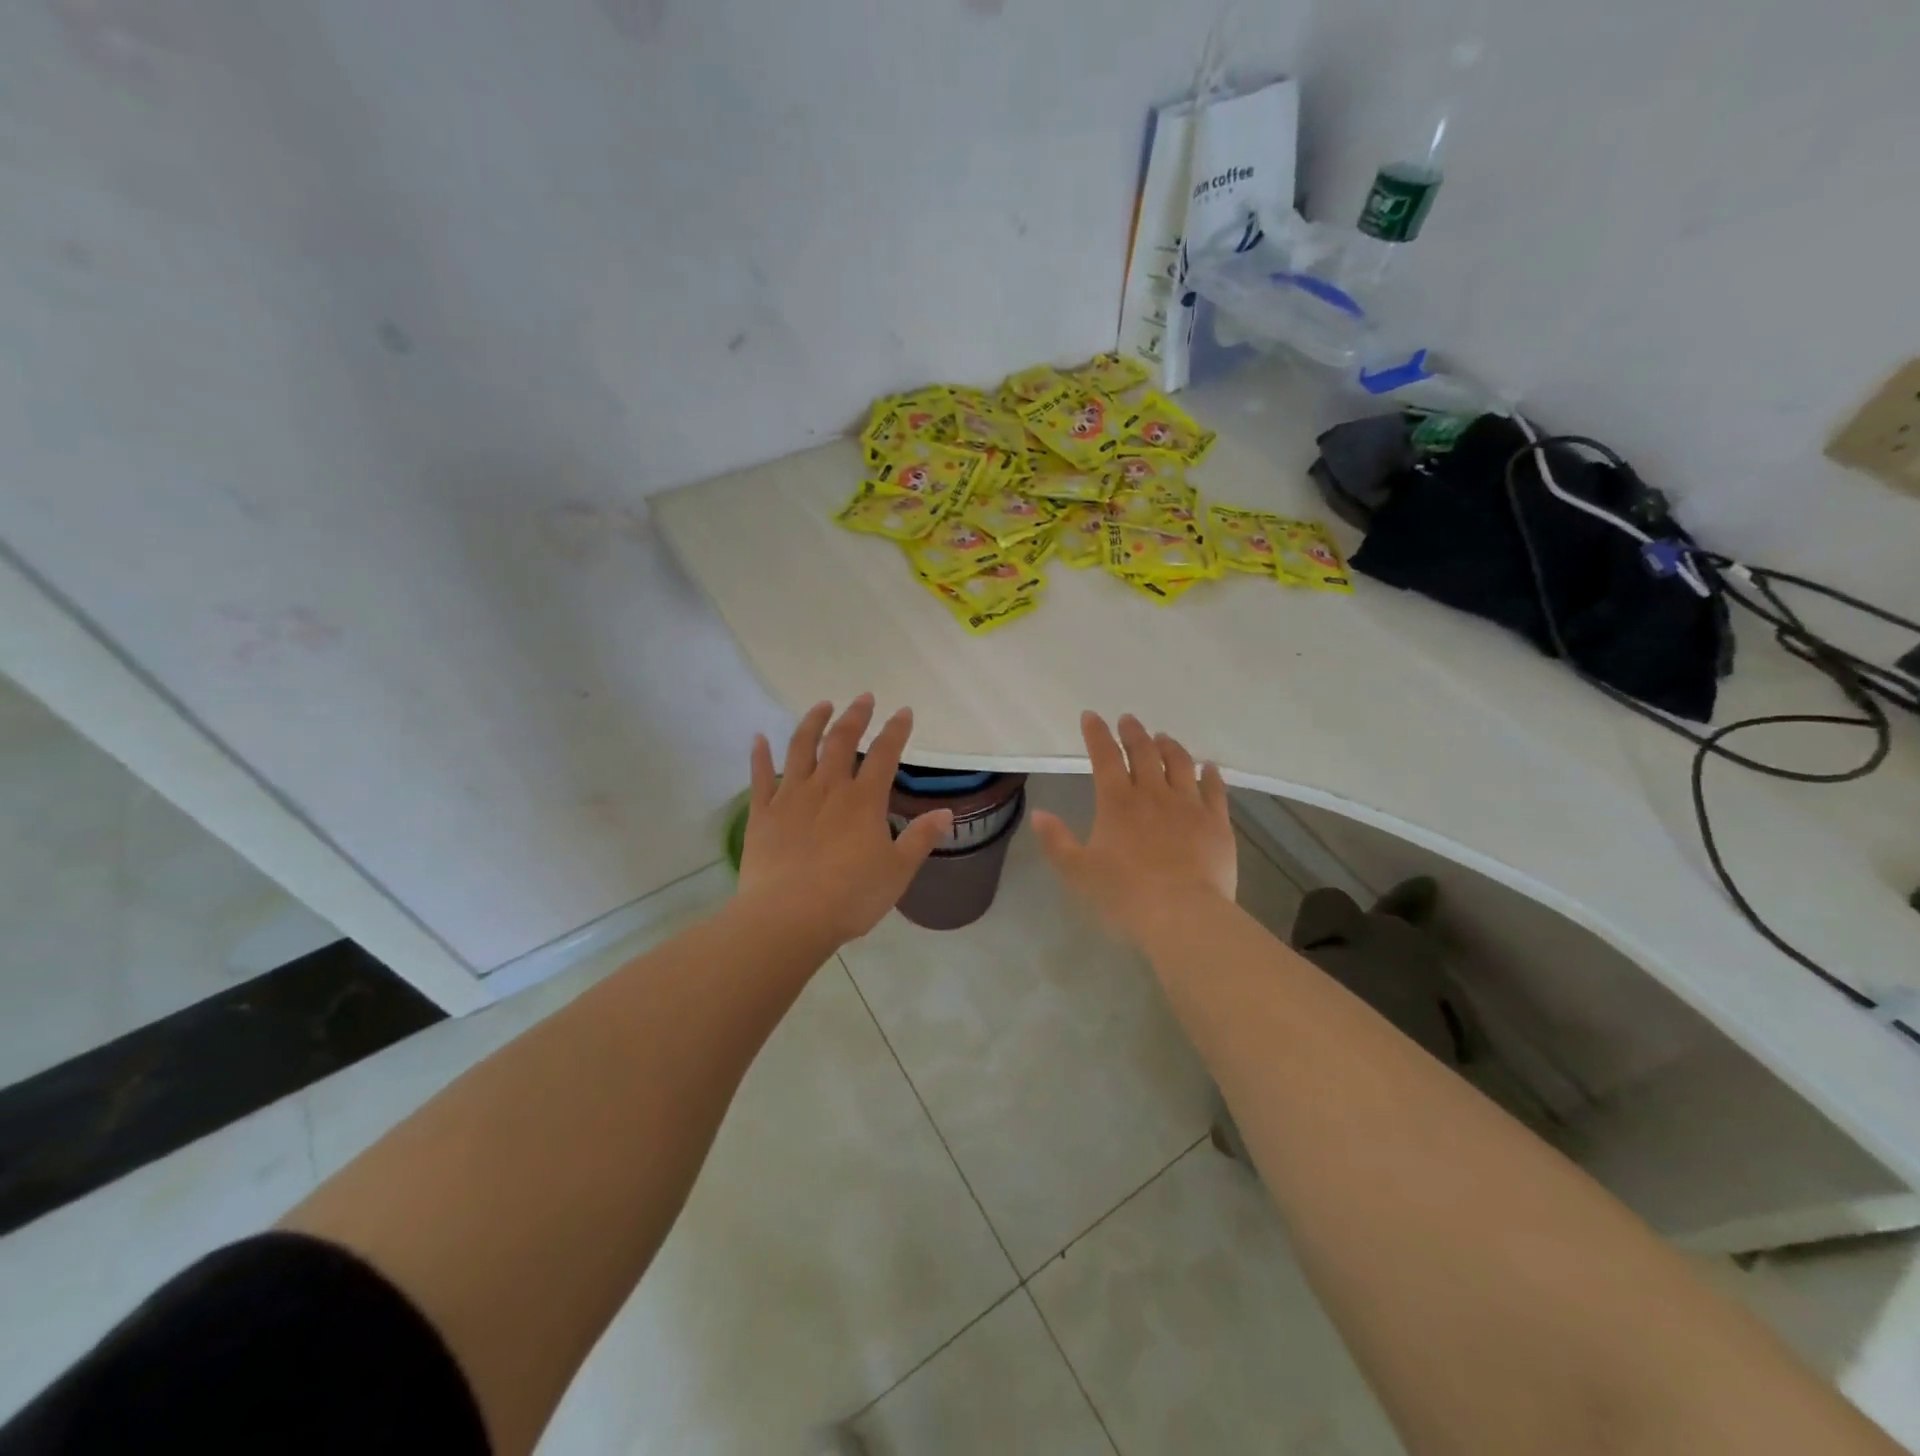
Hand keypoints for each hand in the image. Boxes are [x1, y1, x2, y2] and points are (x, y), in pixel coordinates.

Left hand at [735, 696, 952, 944]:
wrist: (788, 917)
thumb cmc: (850, 897)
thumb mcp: (897, 872)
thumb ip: (921, 839)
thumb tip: (946, 813)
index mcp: (863, 801)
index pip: (885, 755)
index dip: (896, 731)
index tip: (903, 712)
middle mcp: (828, 788)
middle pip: (842, 741)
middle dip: (855, 716)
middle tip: (863, 698)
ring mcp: (791, 797)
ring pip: (801, 748)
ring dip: (813, 722)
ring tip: (822, 705)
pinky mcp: (763, 813)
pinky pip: (760, 776)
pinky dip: (759, 755)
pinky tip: (758, 738)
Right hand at [1031, 711, 1236, 942]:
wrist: (1182, 915)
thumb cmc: (1124, 895)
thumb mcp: (1078, 872)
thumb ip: (1057, 841)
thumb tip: (1040, 814)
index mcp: (1117, 802)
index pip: (1104, 757)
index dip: (1096, 734)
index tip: (1091, 716)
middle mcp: (1153, 794)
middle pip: (1144, 752)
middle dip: (1133, 732)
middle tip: (1128, 720)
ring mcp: (1189, 805)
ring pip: (1180, 763)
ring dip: (1169, 746)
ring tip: (1163, 737)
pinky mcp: (1216, 822)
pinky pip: (1215, 789)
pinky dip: (1211, 774)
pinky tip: (1210, 767)